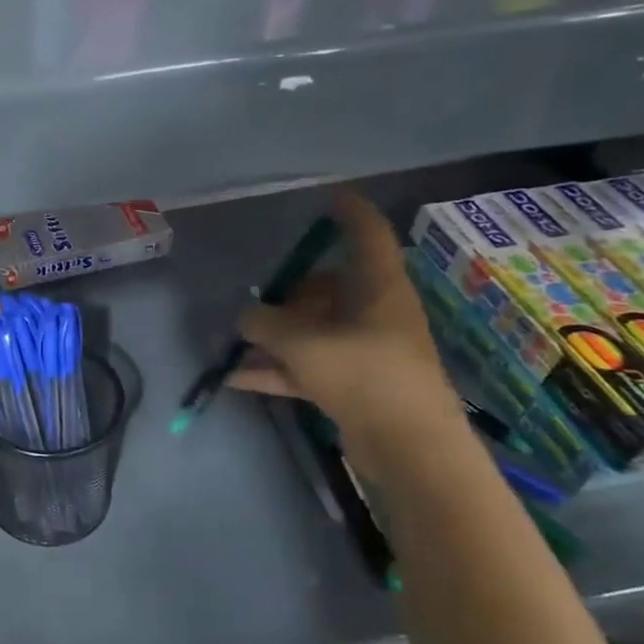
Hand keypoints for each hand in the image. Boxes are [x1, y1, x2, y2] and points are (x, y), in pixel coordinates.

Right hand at [227, 191, 461, 442]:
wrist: (408, 446)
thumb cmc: (363, 373)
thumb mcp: (300, 341)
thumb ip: (263, 323)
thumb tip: (245, 316)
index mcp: (376, 286)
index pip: (367, 234)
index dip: (350, 212)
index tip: (330, 197)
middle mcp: (374, 311)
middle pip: (328, 286)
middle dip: (290, 290)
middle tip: (255, 295)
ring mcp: (364, 349)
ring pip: (314, 328)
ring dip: (276, 334)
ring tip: (235, 338)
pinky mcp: (354, 383)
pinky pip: (307, 364)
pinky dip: (276, 368)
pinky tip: (236, 377)